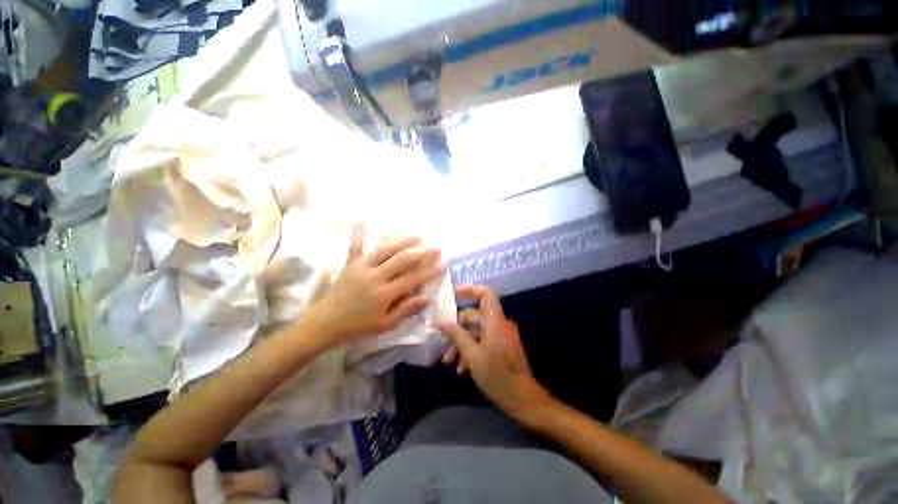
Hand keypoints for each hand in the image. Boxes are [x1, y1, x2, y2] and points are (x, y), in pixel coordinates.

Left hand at [312, 224, 445, 343]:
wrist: (326, 323)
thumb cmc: (358, 326)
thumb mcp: (385, 325)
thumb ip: (406, 310)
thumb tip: (427, 298)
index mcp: (385, 293)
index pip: (413, 279)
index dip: (430, 270)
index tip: (443, 263)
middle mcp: (375, 277)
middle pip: (402, 260)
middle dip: (422, 253)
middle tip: (436, 247)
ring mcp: (362, 268)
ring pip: (385, 250)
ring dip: (403, 241)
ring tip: (417, 236)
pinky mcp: (350, 264)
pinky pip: (355, 247)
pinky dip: (359, 234)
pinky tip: (361, 220)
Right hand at [438, 285, 555, 424]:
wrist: (523, 400)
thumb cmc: (497, 376)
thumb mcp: (472, 355)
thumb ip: (456, 335)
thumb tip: (441, 321)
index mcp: (495, 321)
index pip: (486, 294)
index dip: (470, 290)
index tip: (453, 295)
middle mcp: (500, 324)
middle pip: (475, 316)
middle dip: (457, 329)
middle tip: (443, 343)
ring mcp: (501, 336)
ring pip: (477, 331)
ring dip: (462, 343)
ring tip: (448, 361)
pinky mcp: (502, 346)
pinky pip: (484, 341)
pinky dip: (472, 350)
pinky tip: (461, 368)